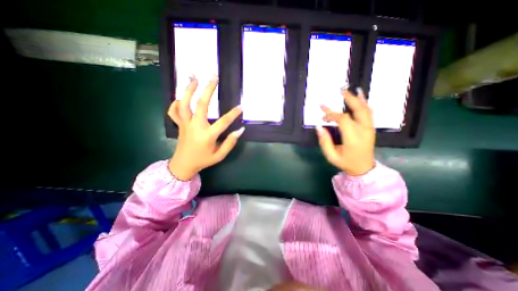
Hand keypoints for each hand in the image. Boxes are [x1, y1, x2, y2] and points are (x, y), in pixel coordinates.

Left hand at [168, 75, 245, 180]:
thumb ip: (230, 143)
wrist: (183, 165)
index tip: (241, 107)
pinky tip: (180, 98)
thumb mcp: (220, 155)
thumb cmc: (203, 160)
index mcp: (207, 135)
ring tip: (194, 78)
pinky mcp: (179, 125)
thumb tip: (240, 130)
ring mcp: (185, 124)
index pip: (223, 122)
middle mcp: (195, 126)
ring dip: (189, 90)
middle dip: (208, 89)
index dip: (233, 114)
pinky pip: (174, 112)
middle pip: (201, 104)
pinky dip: (176, 103)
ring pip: (184, 104)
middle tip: (213, 77)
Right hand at [316, 87, 376, 175]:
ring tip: (349, 91)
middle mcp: (364, 131)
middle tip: (340, 91)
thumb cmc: (346, 162)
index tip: (322, 115)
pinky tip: (360, 97)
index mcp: (353, 138)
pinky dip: (364, 103)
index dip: (331, 115)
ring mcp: (369, 128)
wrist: (364, 169)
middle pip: (358, 110)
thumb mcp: (331, 156)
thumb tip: (319, 127)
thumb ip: (325, 142)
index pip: (343, 120)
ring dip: (357, 99)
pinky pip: (369, 113)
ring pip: (365, 109)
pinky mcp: (371, 128)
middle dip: (348, 100)